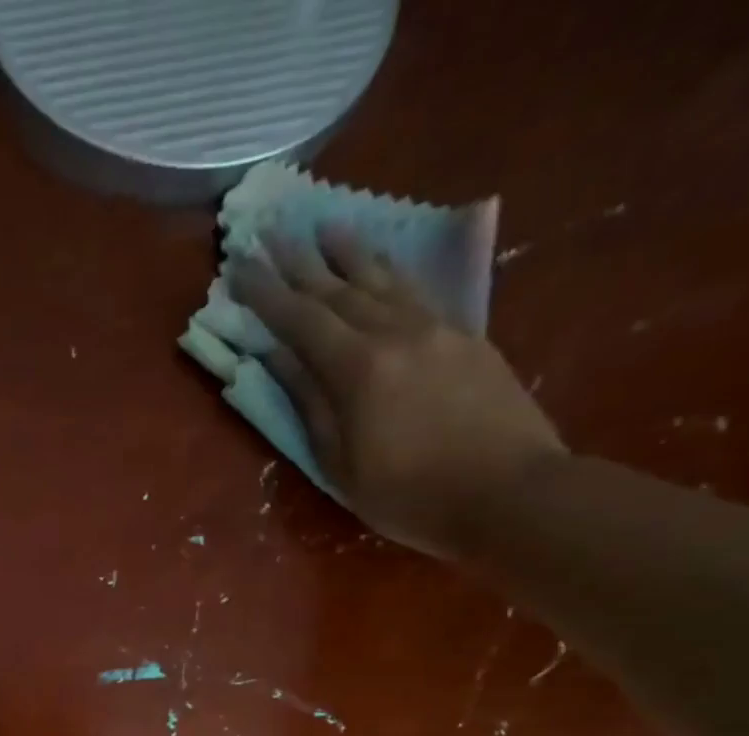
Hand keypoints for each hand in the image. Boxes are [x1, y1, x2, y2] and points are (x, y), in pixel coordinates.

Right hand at [228, 227, 565, 558]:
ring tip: (325, 227)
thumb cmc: (411, 494)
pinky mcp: (464, 337)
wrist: (510, 492)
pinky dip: (389, 272)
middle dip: (298, 262)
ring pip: (382, 280)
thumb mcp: (342, 464)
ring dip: (348, 253)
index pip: (301, 320)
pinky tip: (380, 264)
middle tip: (270, 232)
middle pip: (337, 290)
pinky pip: (415, 292)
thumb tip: (278, 359)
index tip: (238, 265)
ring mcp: (435, 329)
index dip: (266, 293)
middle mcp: (395, 333)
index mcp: (358, 370)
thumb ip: (311, 405)